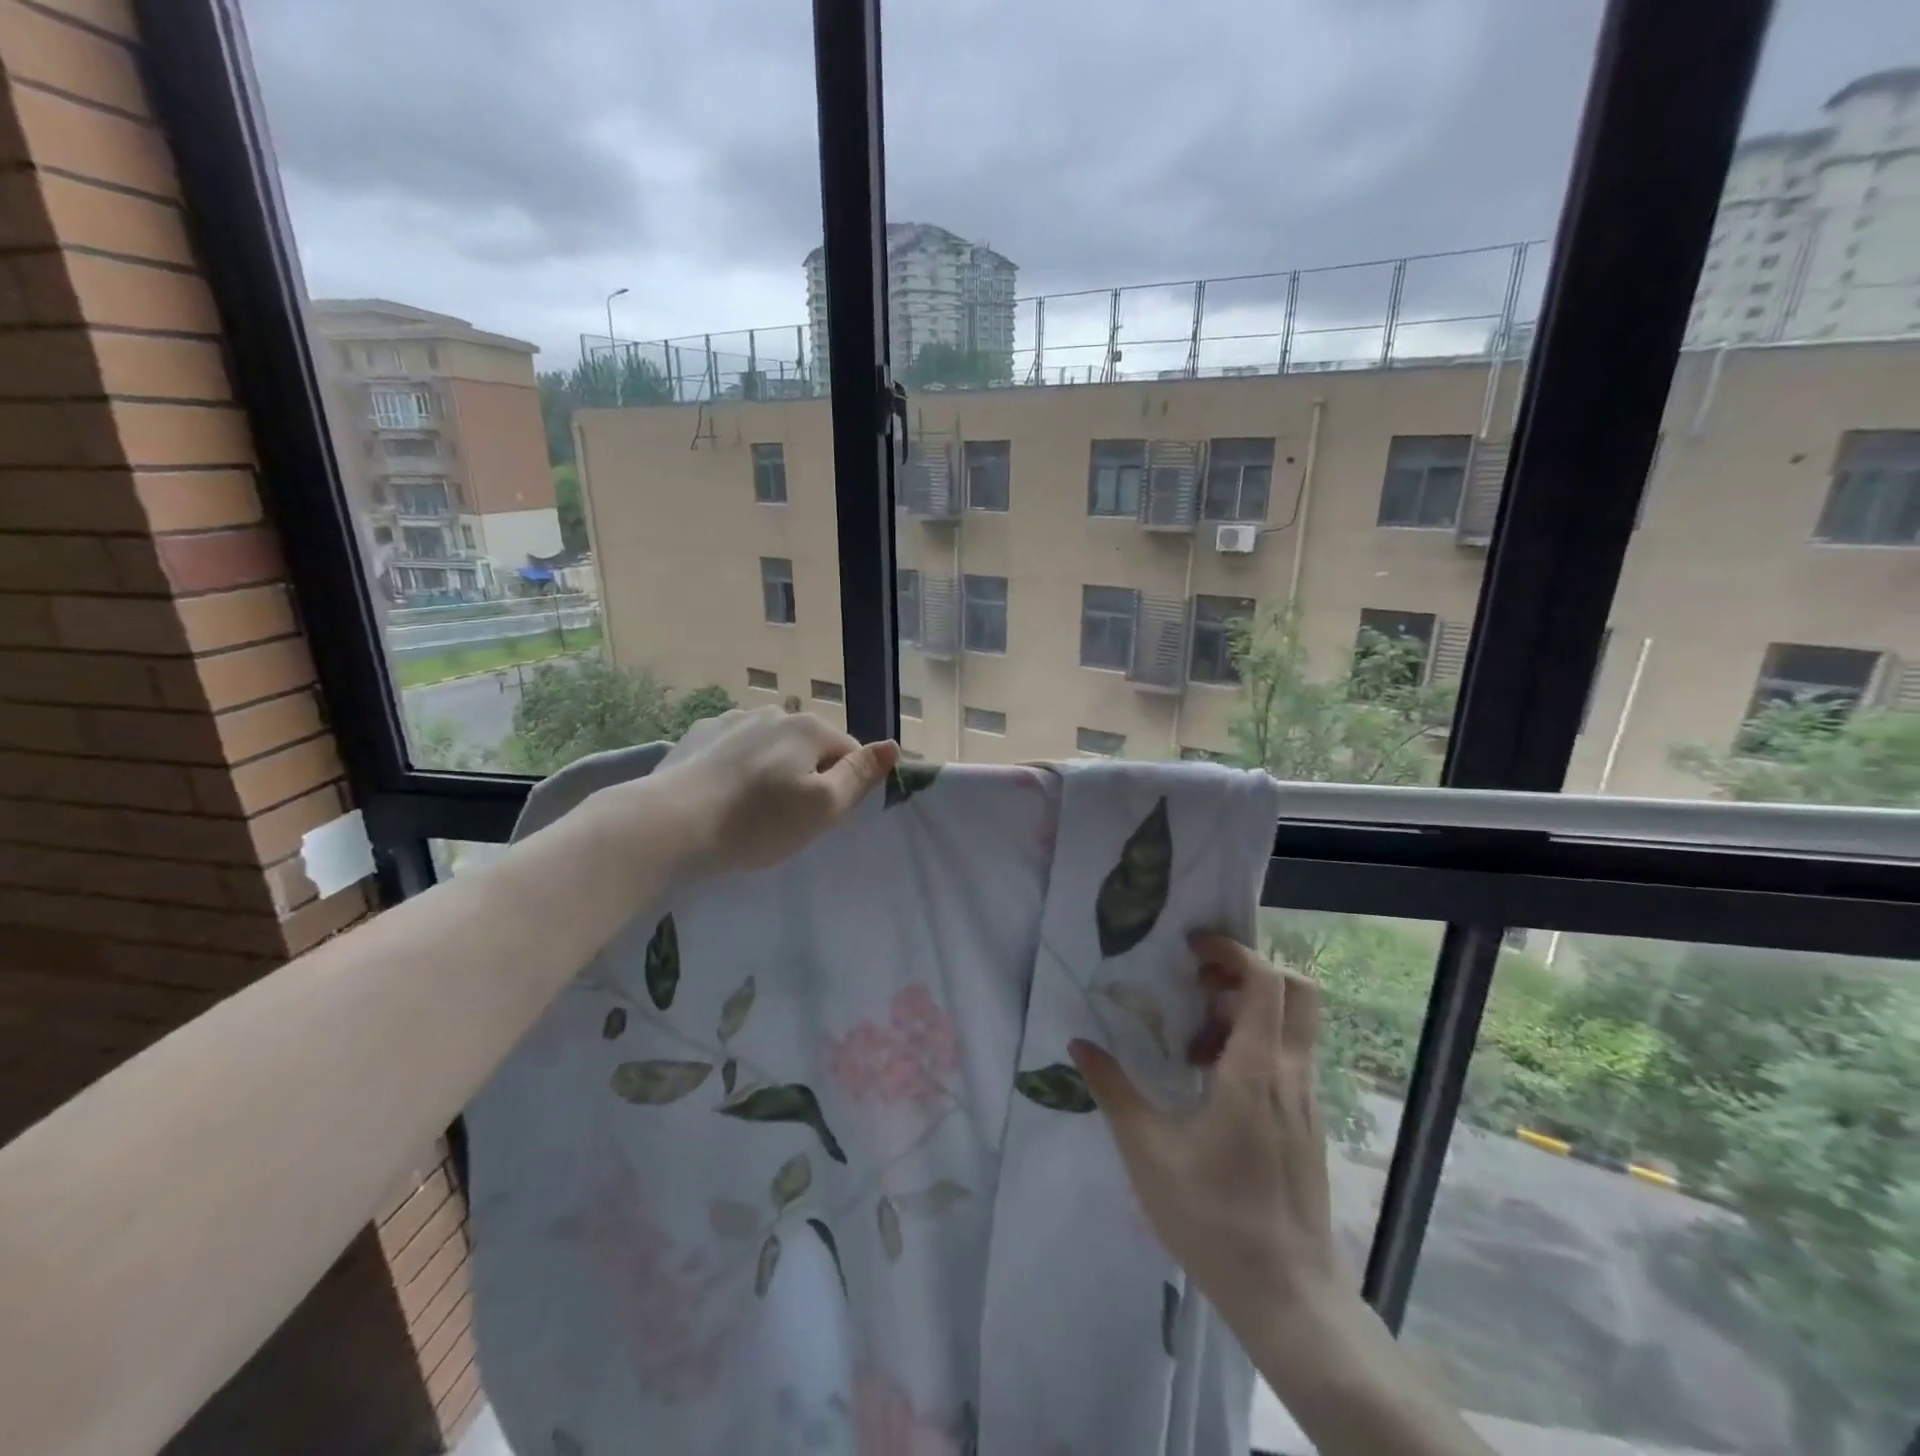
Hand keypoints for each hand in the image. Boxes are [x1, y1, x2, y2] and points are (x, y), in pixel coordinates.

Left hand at [651, 706, 899, 873]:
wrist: (669, 824)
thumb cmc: (756, 821)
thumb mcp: (823, 807)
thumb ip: (861, 774)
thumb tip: (893, 745)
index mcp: (809, 727)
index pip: (848, 754)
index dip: (842, 787)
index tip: (819, 818)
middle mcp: (774, 713)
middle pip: (809, 748)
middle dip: (805, 777)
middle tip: (785, 819)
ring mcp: (732, 720)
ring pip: (770, 747)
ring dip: (771, 772)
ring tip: (749, 810)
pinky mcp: (698, 735)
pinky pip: (734, 750)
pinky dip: (736, 768)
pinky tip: (721, 796)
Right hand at [1070, 933, 1340, 1330]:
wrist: (1289, 1297)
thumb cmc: (1214, 1217)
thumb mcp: (1147, 1151)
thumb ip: (1113, 1090)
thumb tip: (1079, 1044)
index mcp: (1256, 1070)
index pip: (1265, 980)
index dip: (1232, 950)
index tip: (1191, 949)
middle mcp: (1291, 1074)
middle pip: (1296, 990)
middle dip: (1247, 971)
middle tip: (1198, 986)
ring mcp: (1307, 1101)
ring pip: (1293, 1025)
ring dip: (1248, 1012)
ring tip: (1194, 1044)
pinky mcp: (1308, 1124)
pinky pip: (1290, 1058)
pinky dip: (1257, 1045)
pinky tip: (1213, 1084)